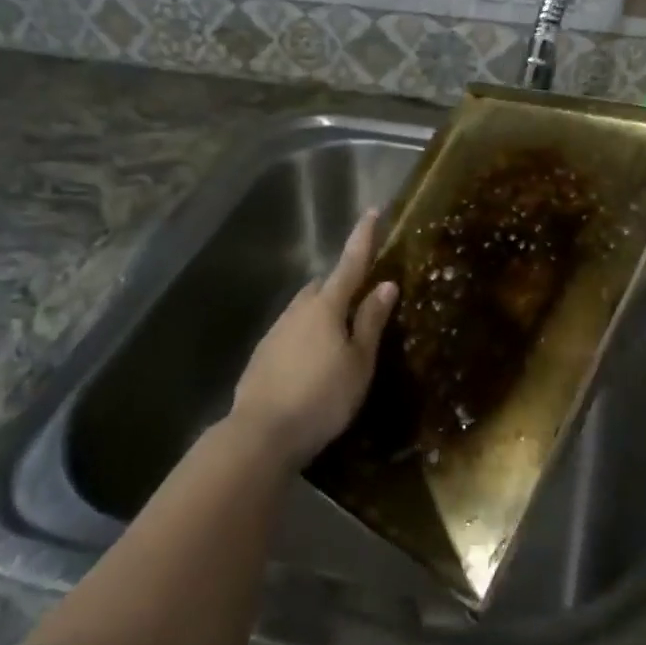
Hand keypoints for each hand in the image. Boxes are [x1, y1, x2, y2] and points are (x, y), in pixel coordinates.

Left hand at [229, 209, 397, 469]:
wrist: (260, 434)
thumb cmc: (322, 397)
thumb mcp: (358, 362)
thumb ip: (371, 321)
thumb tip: (385, 284)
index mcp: (326, 306)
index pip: (350, 263)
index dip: (363, 237)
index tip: (372, 210)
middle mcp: (298, 310)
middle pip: (323, 286)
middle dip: (341, 286)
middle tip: (361, 301)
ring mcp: (276, 331)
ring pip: (305, 309)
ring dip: (323, 313)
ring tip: (340, 338)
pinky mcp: (263, 354)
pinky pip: (292, 332)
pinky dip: (307, 336)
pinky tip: (313, 362)